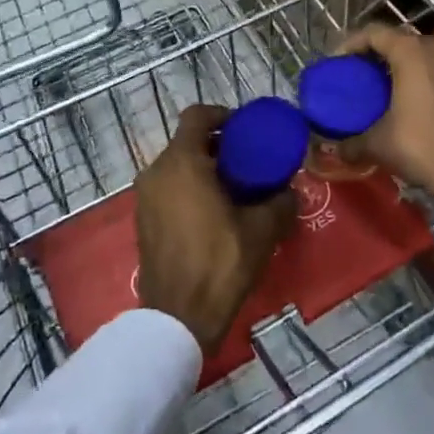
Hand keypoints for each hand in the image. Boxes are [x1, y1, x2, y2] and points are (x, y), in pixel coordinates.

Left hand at [136, 106, 294, 355]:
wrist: (177, 318)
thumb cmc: (220, 262)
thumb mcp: (263, 229)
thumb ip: (280, 201)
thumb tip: (290, 190)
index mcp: (182, 162)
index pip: (197, 116)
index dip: (222, 115)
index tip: (245, 129)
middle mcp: (157, 171)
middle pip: (187, 142)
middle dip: (217, 146)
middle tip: (247, 161)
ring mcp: (145, 198)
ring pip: (177, 167)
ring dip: (203, 169)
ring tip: (234, 189)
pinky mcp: (143, 221)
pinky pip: (168, 190)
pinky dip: (189, 190)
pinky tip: (214, 213)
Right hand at [334, 24, 433, 201]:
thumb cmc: (421, 145)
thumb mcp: (379, 144)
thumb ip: (352, 143)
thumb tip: (337, 149)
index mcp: (411, 52)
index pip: (374, 33)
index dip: (352, 43)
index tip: (337, 62)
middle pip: (400, 39)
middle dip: (378, 52)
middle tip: (360, 71)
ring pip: (423, 53)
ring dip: (403, 63)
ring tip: (385, 84)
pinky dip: (421, 76)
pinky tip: (410, 98)